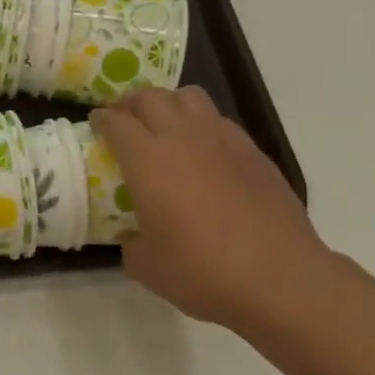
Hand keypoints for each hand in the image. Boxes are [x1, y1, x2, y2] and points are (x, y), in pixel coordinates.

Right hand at [90, 87, 331, 332]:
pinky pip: (219, 121)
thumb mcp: (145, 264)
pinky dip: (202, 125)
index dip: (102, 120)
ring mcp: (223, 140)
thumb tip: (134, 234)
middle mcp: (183, 138)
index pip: (117, 122)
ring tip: (163, 125)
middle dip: (131, 103)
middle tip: (124, 119)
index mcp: (148, 160)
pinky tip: (202, 152)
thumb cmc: (201, 270)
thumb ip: (131, 240)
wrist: (279, 277)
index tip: (95, 124)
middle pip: (151, 97)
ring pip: (189, 97)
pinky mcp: (253, 153)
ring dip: (168, 104)